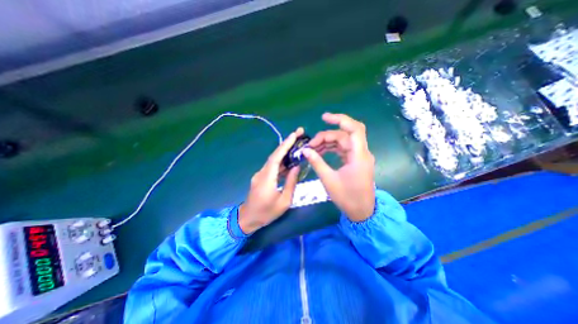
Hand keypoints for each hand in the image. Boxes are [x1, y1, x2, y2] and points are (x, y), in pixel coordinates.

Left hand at [238, 127, 303, 233]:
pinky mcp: (261, 177)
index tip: (294, 134)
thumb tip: (296, 167)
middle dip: (287, 143)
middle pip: (275, 155)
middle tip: (299, 134)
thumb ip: (291, 183)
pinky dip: (282, 162)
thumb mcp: (284, 201)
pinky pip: (272, 167)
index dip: (285, 145)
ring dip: (285, 152)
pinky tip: (290, 161)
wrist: (248, 219)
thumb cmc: (267, 213)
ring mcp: (260, 174)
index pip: (277, 157)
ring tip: (298, 145)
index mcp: (267, 178)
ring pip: (274, 160)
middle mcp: (262, 172)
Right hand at [300, 113, 376, 220]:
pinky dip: (331, 148)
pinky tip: (320, 152)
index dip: (340, 119)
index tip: (323, 118)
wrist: (361, 211)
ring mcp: (358, 156)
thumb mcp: (329, 180)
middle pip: (344, 135)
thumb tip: (305, 150)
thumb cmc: (347, 197)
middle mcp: (361, 153)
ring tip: (312, 149)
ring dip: (327, 143)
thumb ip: (317, 162)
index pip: (354, 129)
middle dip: (326, 137)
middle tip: (311, 145)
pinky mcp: (354, 161)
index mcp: (359, 156)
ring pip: (342, 141)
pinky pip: (343, 149)